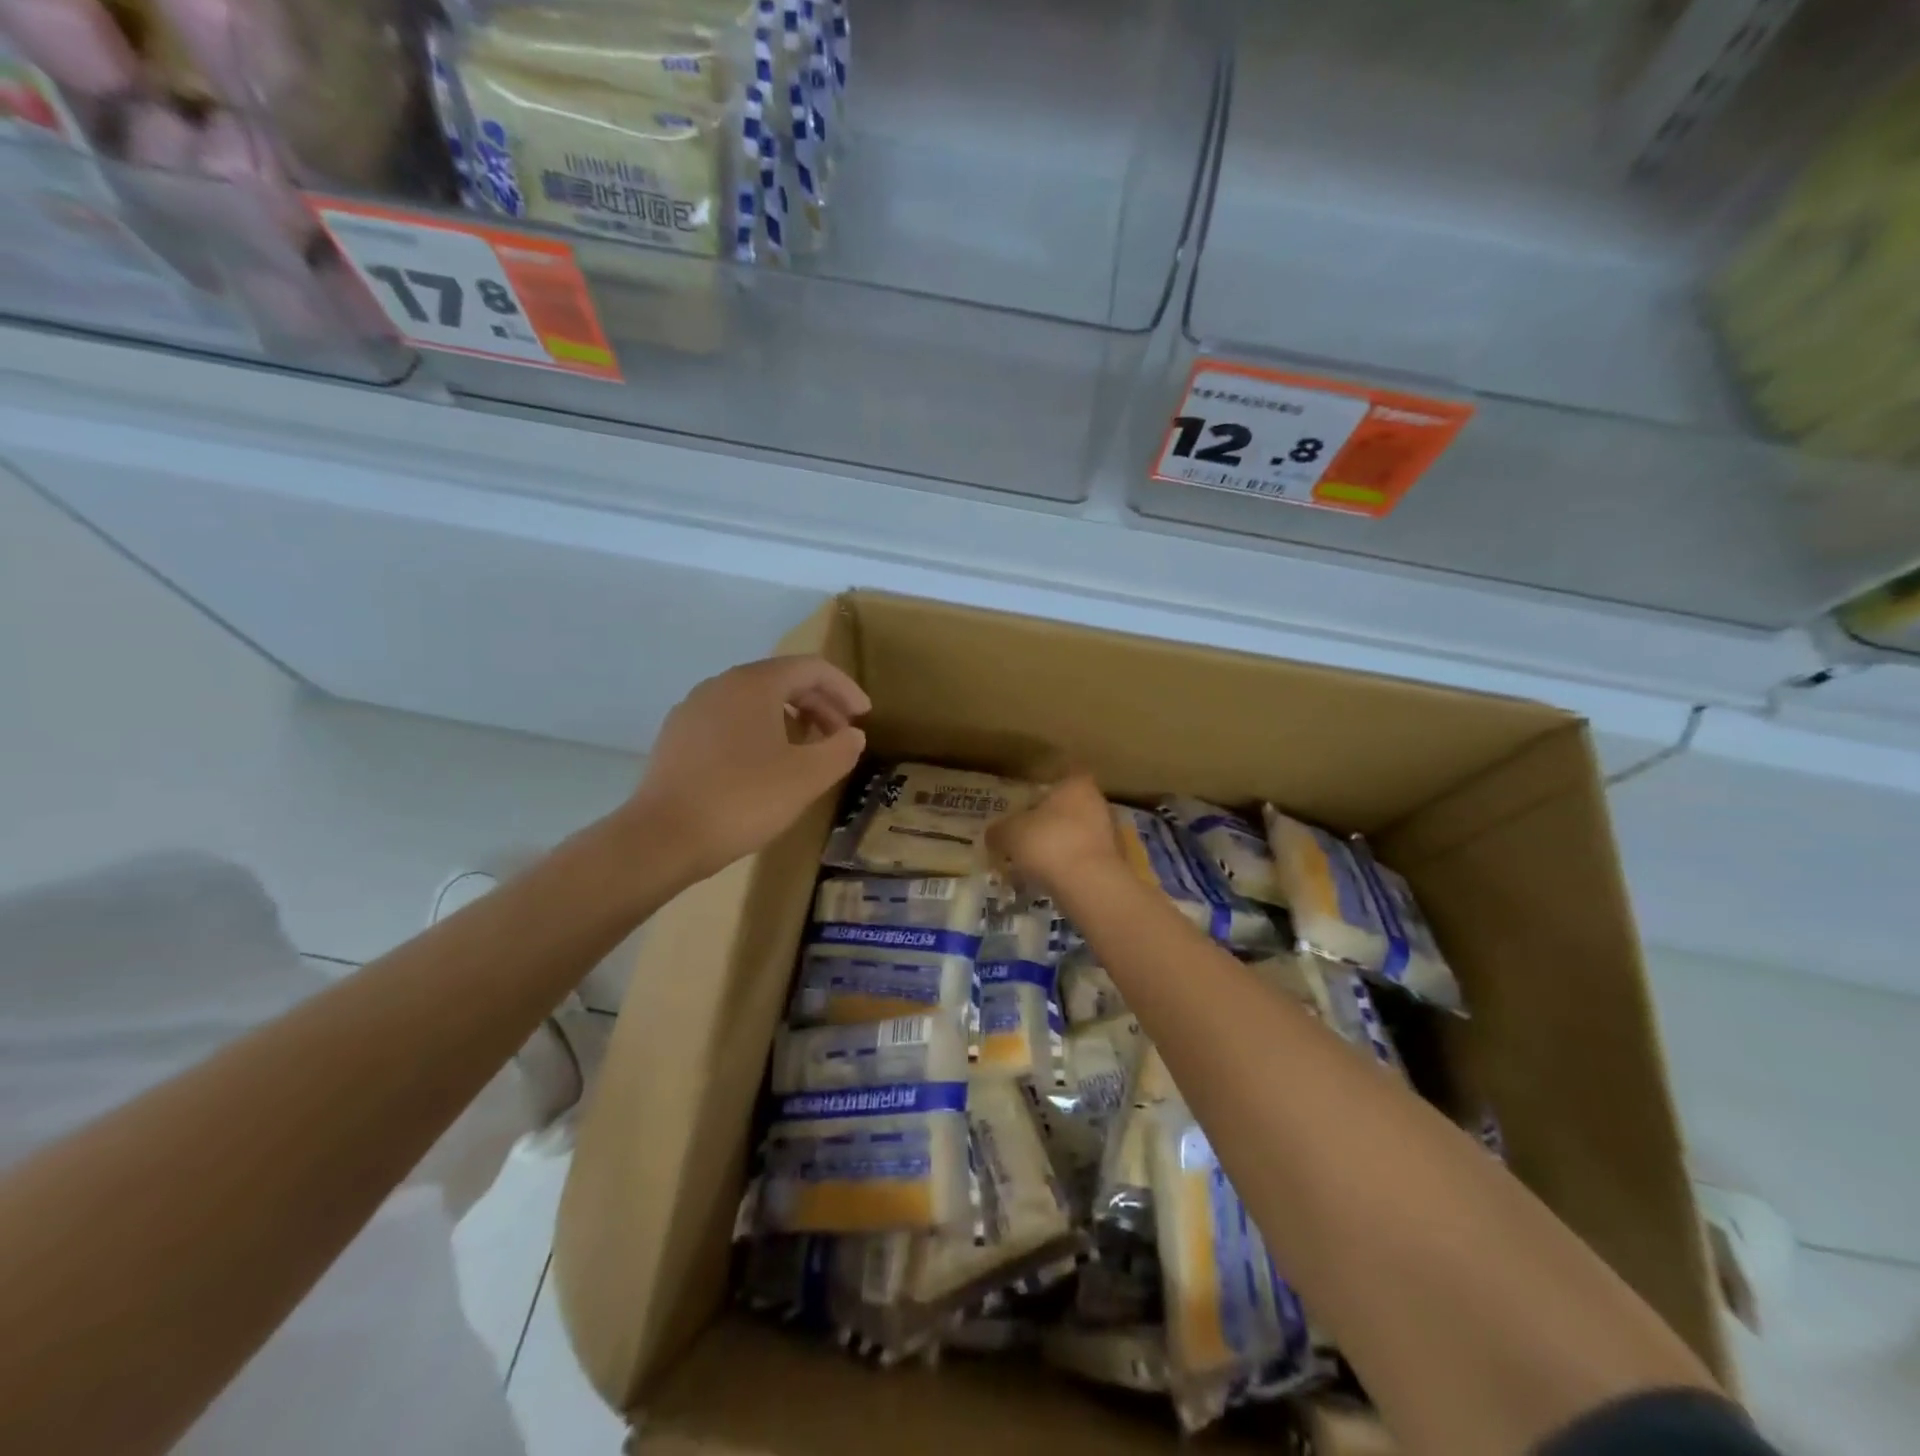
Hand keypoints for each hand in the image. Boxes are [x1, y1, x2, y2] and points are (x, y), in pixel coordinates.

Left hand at [631, 655, 869, 879]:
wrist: (663, 838)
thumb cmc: (743, 799)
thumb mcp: (807, 777)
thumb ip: (840, 750)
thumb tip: (853, 735)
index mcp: (754, 683)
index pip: (811, 668)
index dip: (844, 688)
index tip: (864, 715)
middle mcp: (721, 685)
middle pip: (782, 681)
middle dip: (820, 704)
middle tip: (842, 736)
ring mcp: (694, 710)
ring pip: (755, 701)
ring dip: (791, 719)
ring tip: (809, 751)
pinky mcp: (677, 737)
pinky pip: (730, 721)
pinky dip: (760, 732)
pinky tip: (766, 766)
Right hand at [987, 772, 1125, 900]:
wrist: (1091, 885)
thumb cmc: (1049, 844)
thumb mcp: (1010, 834)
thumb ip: (999, 830)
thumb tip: (993, 833)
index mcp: (1076, 785)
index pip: (1059, 781)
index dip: (1040, 795)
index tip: (1024, 811)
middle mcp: (1098, 803)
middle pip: (1068, 809)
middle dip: (1048, 824)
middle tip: (1025, 841)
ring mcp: (1111, 833)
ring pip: (1078, 835)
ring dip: (1059, 847)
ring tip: (1035, 866)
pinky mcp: (1115, 862)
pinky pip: (1085, 859)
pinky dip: (1070, 867)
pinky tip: (1053, 882)